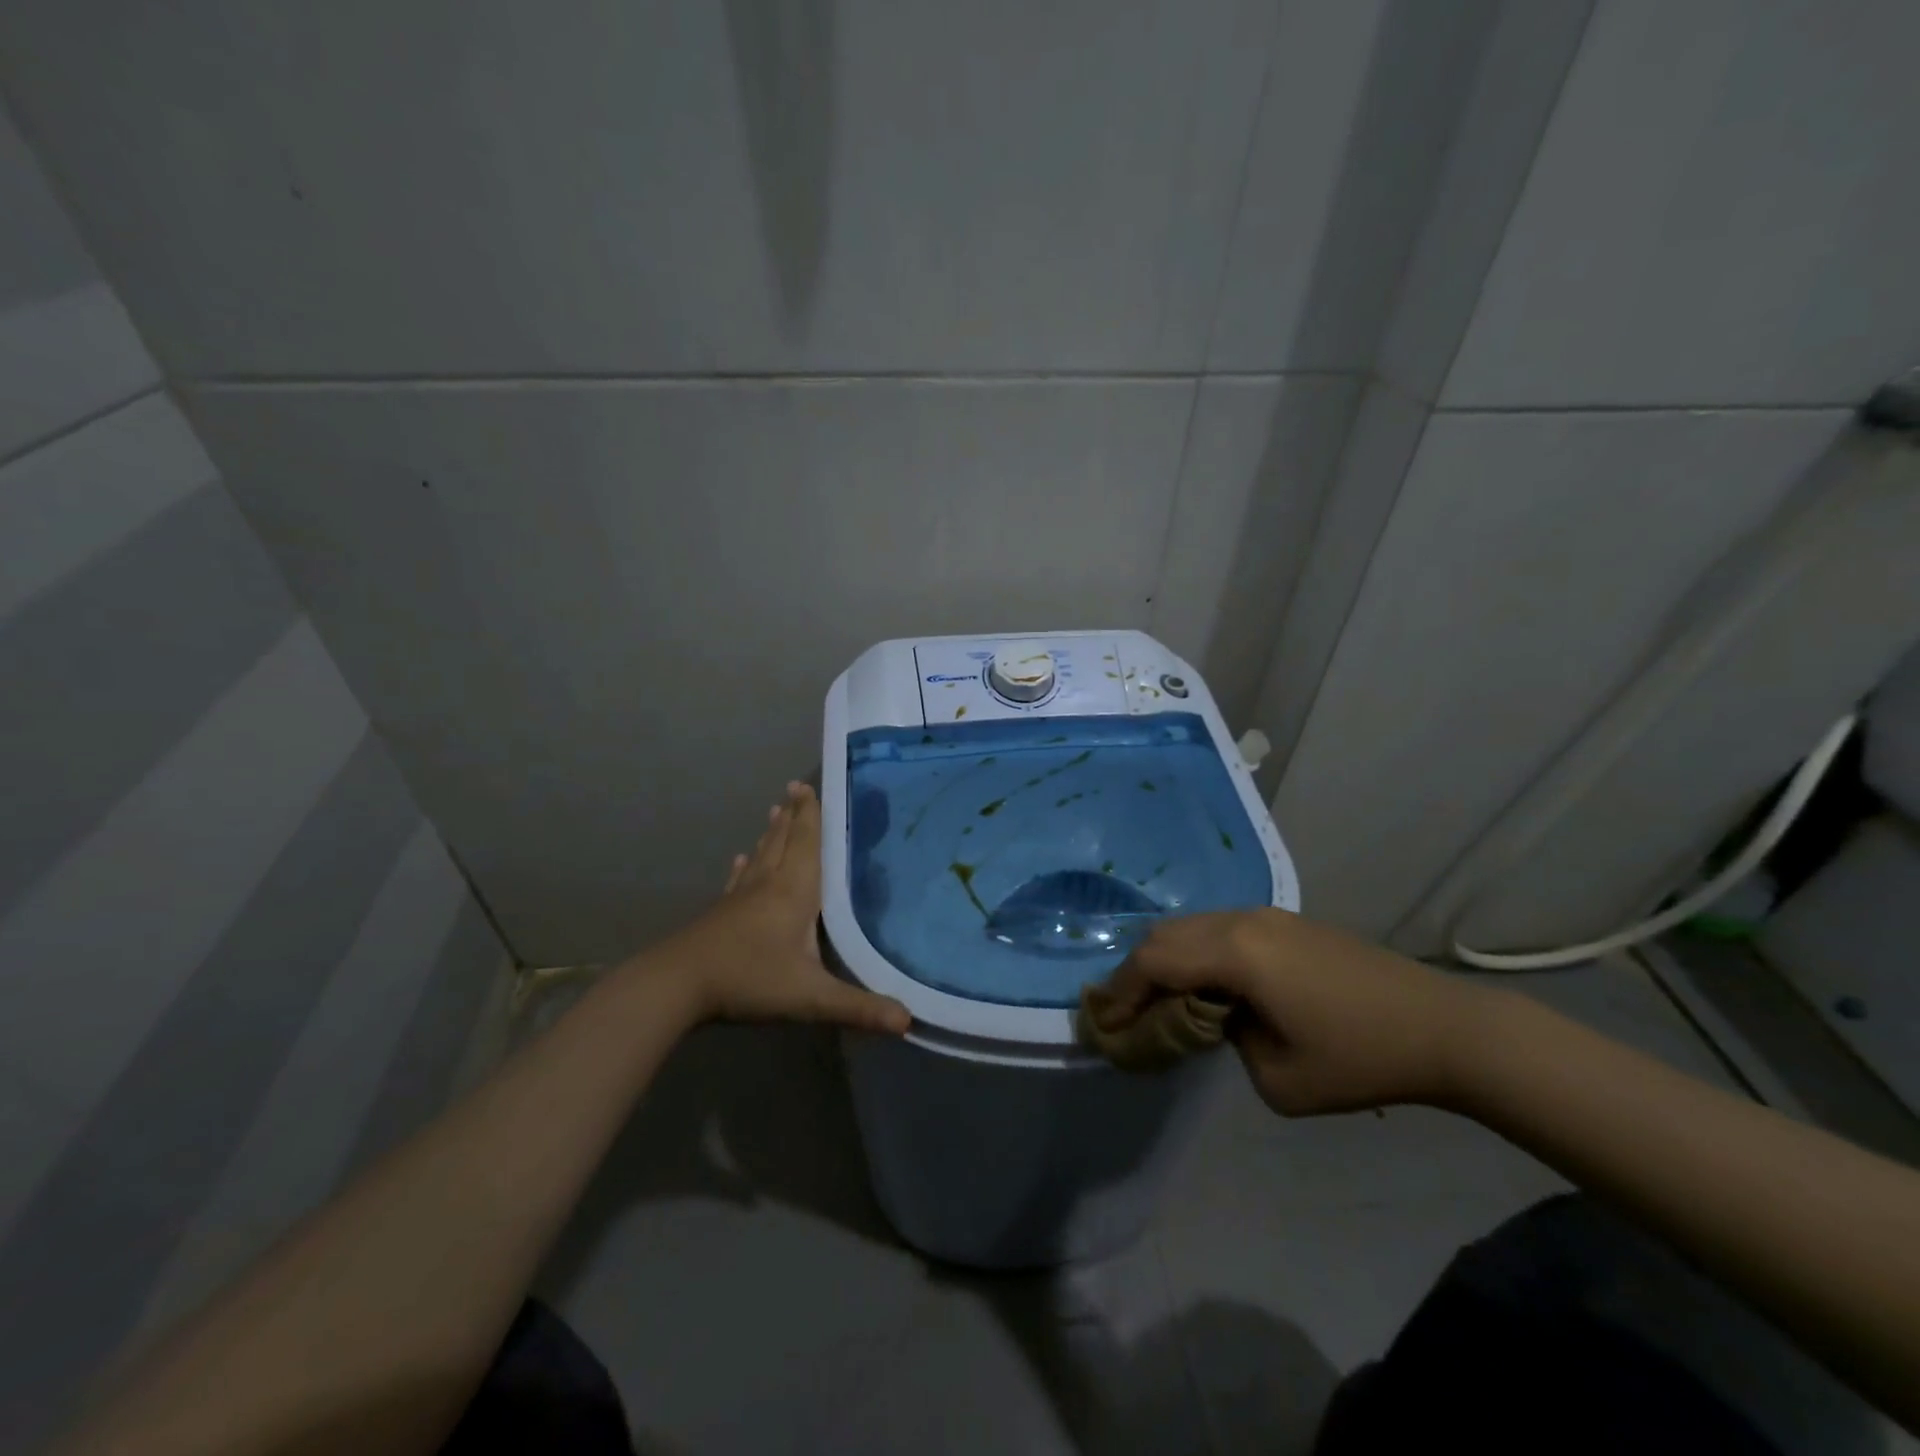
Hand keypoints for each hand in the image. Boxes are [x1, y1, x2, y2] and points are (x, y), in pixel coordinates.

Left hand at [631, 782, 910, 1035]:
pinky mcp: (721, 913)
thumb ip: (858, 1007)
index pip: (807, 843)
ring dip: (770, 832)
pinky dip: (744, 866)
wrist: (676, 985)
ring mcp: (740, 897)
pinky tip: (740, 859)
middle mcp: (768, 884)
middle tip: (796, 788)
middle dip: (793, 815)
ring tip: (775, 810)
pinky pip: (738, 880)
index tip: (811, 786)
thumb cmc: (749, 979)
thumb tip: (908, 1022)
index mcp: (794, 891)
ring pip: (761, 855)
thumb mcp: (810, 997)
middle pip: (783, 841)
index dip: (811, 815)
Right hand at [1099, 909, 1496, 1114]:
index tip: (1105, 1025)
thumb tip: (1218, 1018)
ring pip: (1191, 926)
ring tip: (1162, 1001)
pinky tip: (1208, 986)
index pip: (1154, 962)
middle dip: (1137, 972)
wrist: (1442, 1027)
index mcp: (1236, 952)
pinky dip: (1197, 953)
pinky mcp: (1285, 921)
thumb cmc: (1359, 1059)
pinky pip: (1219, 928)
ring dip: (1167, 960)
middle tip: (1125, 1012)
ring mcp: (1266, 915)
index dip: (1122, 992)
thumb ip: (1226, 1041)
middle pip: (1164, 935)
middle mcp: (1242, 920)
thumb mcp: (1277, 1079)